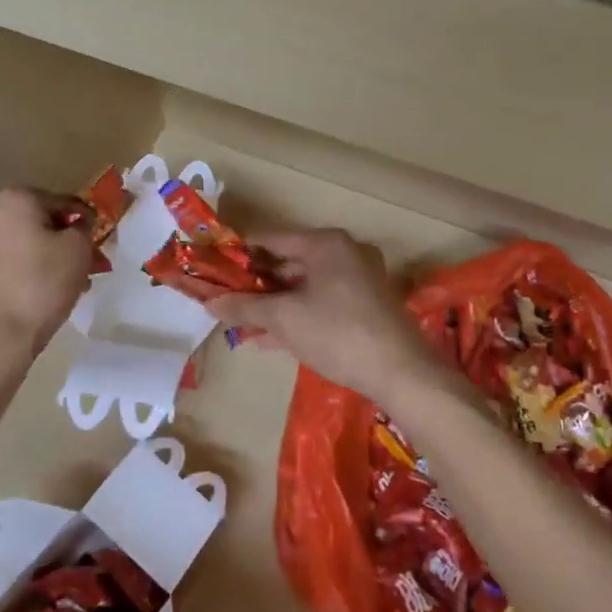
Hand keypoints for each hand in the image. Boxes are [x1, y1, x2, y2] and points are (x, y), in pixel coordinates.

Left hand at [0, 187, 92, 356]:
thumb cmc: (42, 283)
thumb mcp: (79, 249)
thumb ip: (84, 228)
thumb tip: (78, 225)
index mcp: (16, 198)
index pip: (63, 201)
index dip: (85, 220)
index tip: (98, 239)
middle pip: (41, 222)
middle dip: (65, 240)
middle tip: (87, 262)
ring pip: (25, 242)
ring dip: (48, 256)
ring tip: (70, 282)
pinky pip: (10, 261)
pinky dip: (29, 269)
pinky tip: (46, 291)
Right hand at [210, 229, 438, 408]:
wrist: (401, 373)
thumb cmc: (337, 333)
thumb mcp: (284, 319)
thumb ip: (244, 307)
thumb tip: (210, 302)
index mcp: (326, 243)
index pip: (271, 238)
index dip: (239, 253)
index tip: (214, 268)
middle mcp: (345, 252)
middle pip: (289, 261)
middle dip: (257, 284)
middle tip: (227, 300)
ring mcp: (361, 278)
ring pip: (306, 285)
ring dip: (275, 303)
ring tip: (243, 323)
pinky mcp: (368, 304)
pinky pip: (322, 301)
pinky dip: (298, 314)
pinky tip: (273, 339)